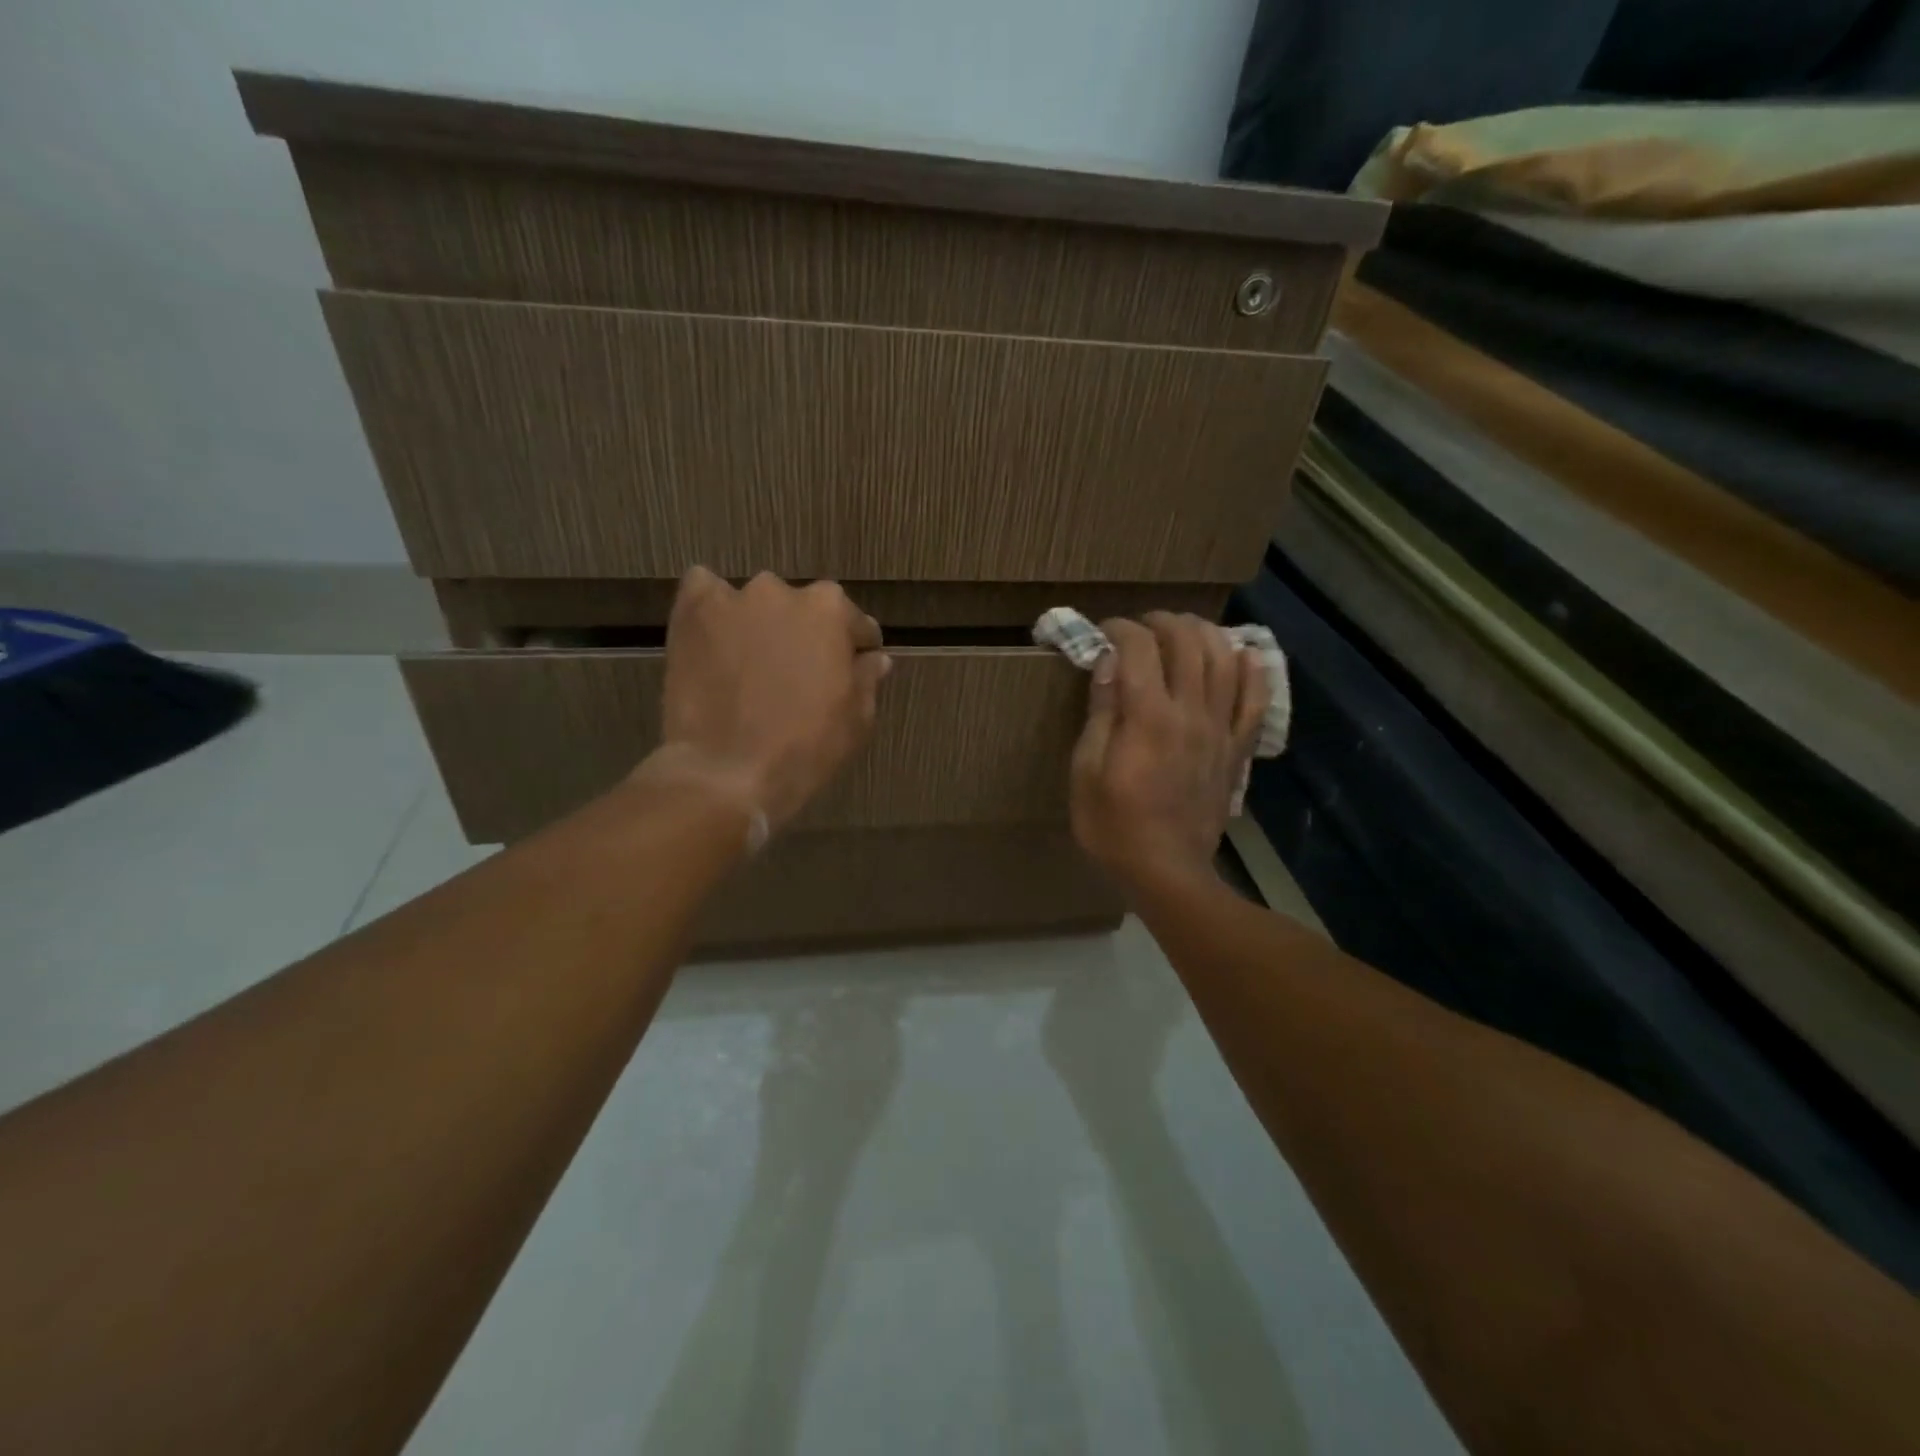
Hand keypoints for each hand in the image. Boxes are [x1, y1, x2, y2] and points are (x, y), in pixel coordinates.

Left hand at [642, 568, 889, 830]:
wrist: (725, 771)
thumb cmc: (804, 748)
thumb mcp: (856, 720)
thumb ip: (866, 679)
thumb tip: (873, 659)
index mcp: (830, 610)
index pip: (854, 624)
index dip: (855, 651)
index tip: (851, 672)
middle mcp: (783, 592)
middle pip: (803, 610)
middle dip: (805, 636)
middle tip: (797, 675)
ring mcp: (732, 599)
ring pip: (755, 604)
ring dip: (759, 624)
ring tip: (751, 663)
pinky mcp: (690, 613)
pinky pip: (703, 593)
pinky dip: (713, 610)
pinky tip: (714, 638)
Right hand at [1069, 613, 1267, 890]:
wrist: (1166, 872)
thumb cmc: (1113, 825)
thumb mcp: (1086, 771)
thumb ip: (1101, 713)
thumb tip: (1109, 662)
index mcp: (1147, 717)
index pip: (1138, 648)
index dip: (1118, 629)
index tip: (1103, 632)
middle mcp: (1190, 712)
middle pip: (1187, 642)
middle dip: (1161, 622)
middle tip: (1140, 626)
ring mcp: (1220, 729)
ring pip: (1224, 660)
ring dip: (1203, 633)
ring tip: (1183, 631)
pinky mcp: (1236, 748)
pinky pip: (1255, 699)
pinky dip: (1252, 670)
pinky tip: (1242, 654)